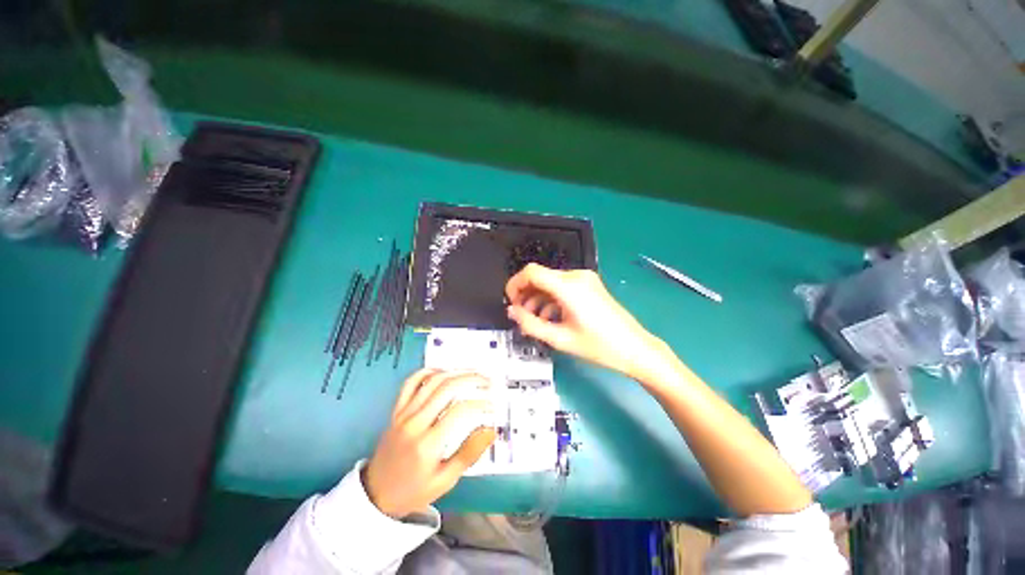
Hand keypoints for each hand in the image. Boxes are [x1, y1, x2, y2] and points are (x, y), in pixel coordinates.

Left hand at [363, 370, 496, 518]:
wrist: (376, 494)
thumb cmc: (413, 490)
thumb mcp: (445, 480)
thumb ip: (469, 453)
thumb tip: (490, 431)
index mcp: (428, 444)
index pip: (460, 411)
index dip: (480, 404)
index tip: (491, 406)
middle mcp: (415, 423)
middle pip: (447, 388)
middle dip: (471, 379)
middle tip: (487, 381)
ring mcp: (404, 414)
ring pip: (432, 381)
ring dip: (455, 372)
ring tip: (472, 373)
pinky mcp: (396, 410)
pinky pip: (411, 383)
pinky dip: (428, 372)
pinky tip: (443, 372)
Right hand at [506, 263, 673, 381]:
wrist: (634, 348)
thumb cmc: (598, 346)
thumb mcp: (559, 338)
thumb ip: (530, 324)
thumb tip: (512, 312)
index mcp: (568, 286)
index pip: (531, 272)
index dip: (515, 284)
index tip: (510, 302)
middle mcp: (575, 276)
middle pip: (540, 277)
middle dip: (525, 294)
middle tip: (520, 315)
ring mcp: (584, 279)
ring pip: (550, 282)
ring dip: (538, 298)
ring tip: (533, 320)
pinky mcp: (589, 285)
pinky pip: (562, 287)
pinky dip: (551, 299)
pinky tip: (550, 317)